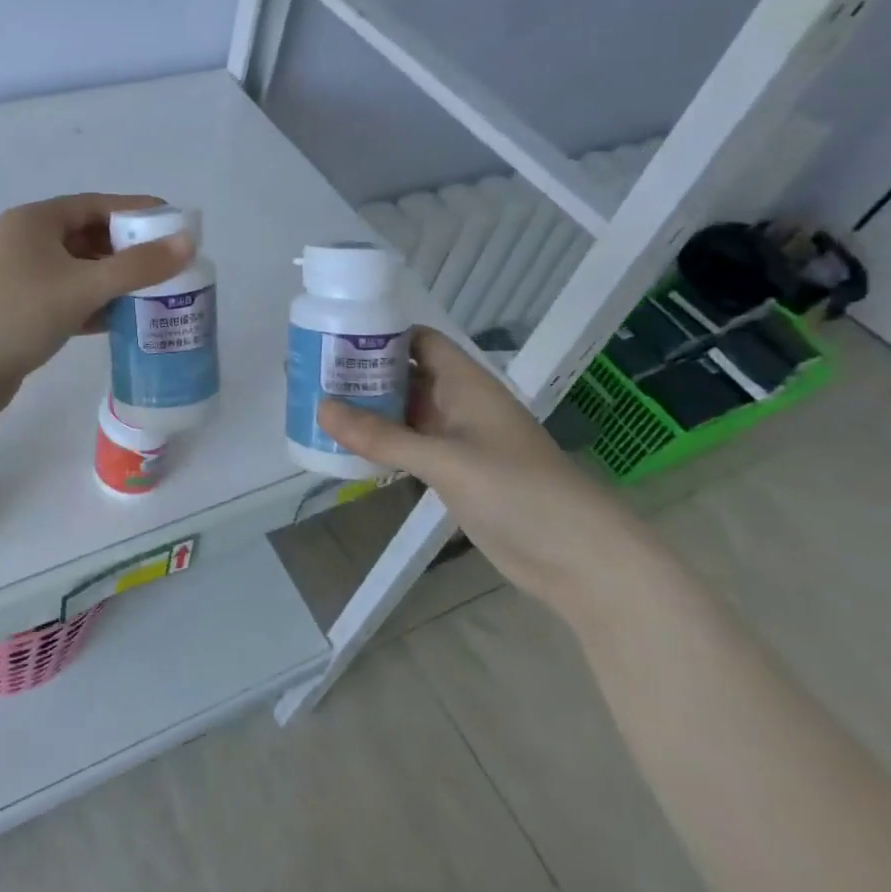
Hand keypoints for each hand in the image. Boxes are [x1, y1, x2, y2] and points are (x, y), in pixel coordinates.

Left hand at [0, 194, 193, 414]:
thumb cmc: (19, 314)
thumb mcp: (83, 286)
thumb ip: (138, 266)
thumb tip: (188, 241)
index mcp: (34, 221)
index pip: (96, 205)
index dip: (136, 211)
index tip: (173, 224)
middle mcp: (24, 241)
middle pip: (87, 236)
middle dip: (127, 250)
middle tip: (167, 264)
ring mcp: (18, 277)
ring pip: (77, 270)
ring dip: (112, 280)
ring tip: (153, 293)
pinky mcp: (19, 310)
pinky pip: (66, 297)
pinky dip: (92, 304)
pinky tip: (120, 320)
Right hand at [317, 327, 647, 610]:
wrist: (577, 557)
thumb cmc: (517, 491)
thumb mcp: (446, 460)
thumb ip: (383, 436)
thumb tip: (321, 408)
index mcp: (467, 384)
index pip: (421, 341)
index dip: (381, 334)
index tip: (334, 336)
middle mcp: (460, 405)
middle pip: (406, 376)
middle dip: (364, 374)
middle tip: (312, 374)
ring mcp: (457, 441)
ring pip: (404, 413)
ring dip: (369, 411)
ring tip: (318, 406)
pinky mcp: (454, 474)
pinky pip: (409, 448)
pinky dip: (381, 444)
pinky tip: (347, 448)